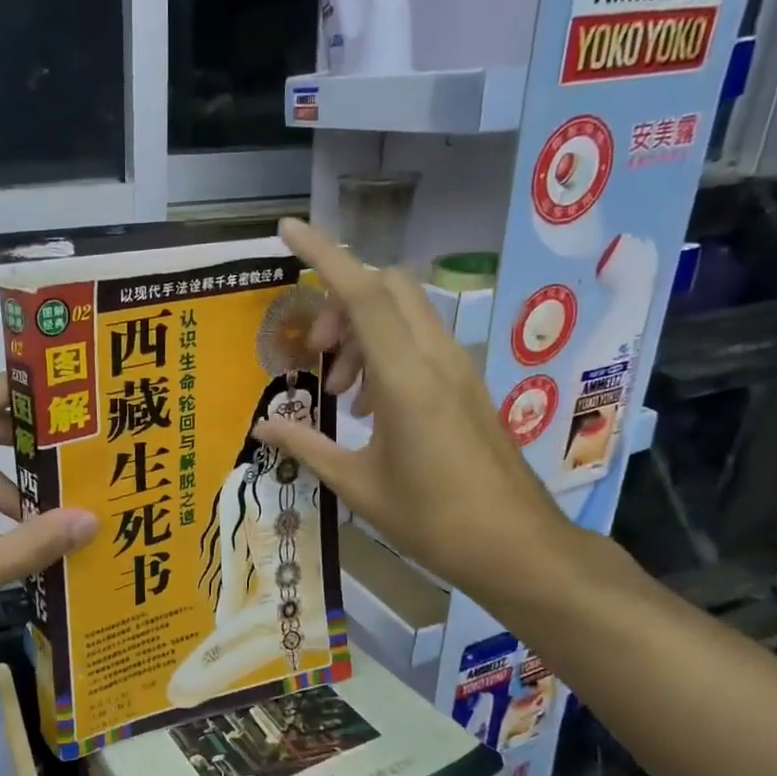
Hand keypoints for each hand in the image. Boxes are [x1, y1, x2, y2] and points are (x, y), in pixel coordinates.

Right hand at [255, 219, 576, 603]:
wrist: (516, 546)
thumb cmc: (431, 519)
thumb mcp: (357, 485)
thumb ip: (306, 445)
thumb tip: (261, 426)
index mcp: (406, 378)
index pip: (363, 293)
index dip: (323, 253)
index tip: (288, 229)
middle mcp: (437, 357)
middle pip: (387, 287)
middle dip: (340, 301)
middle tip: (315, 354)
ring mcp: (458, 367)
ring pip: (405, 311)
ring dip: (362, 330)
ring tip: (339, 391)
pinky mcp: (467, 383)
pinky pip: (420, 339)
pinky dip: (386, 349)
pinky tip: (370, 405)